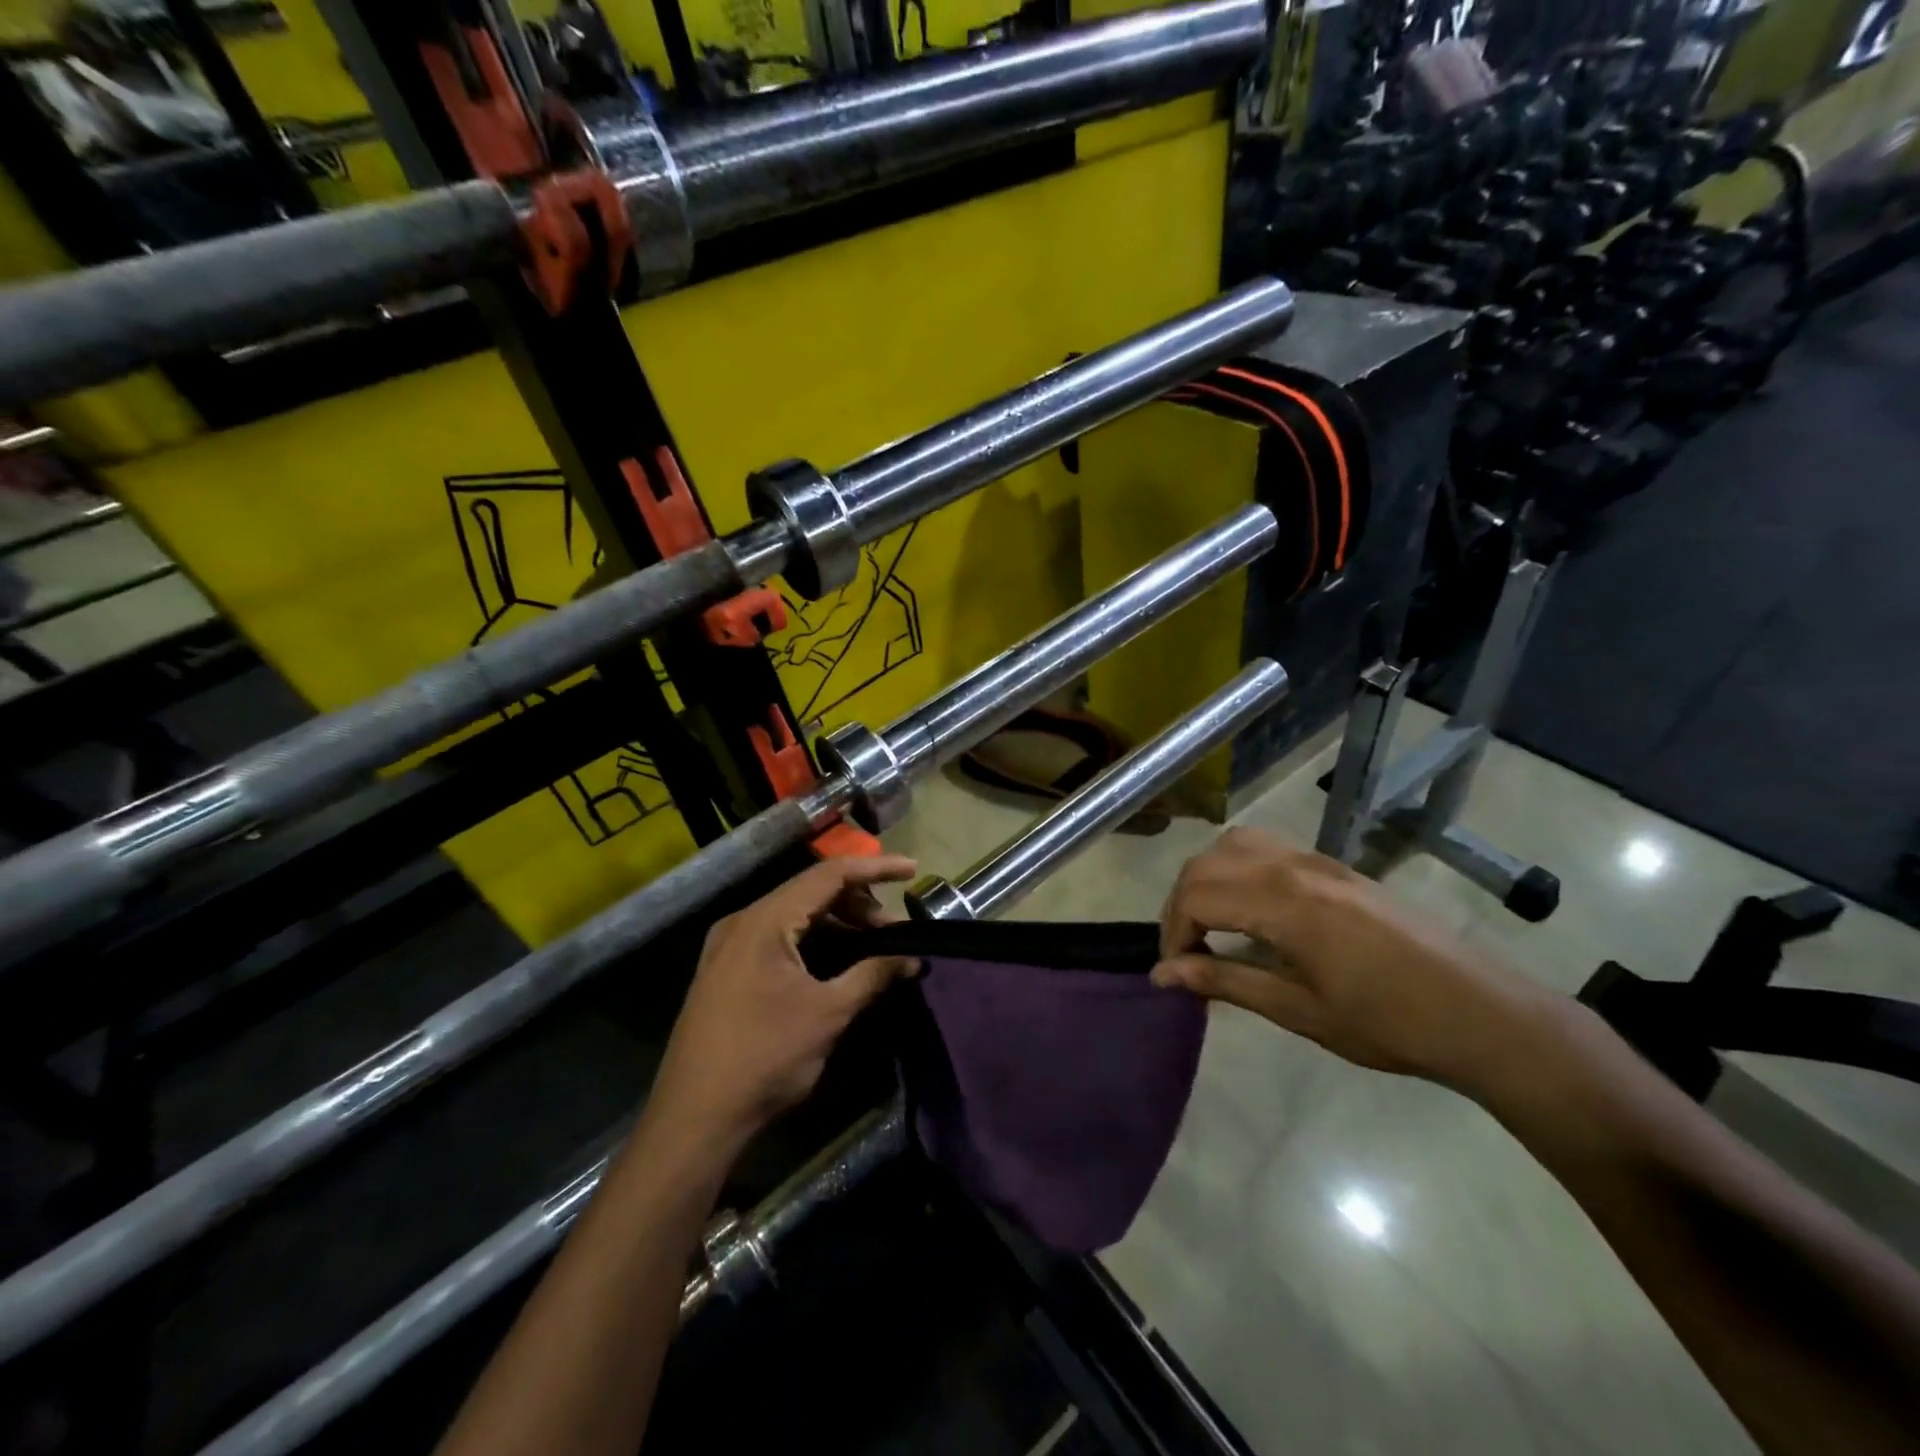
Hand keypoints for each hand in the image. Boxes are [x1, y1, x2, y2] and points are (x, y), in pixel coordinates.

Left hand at [649, 856, 920, 1145]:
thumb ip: (873, 976)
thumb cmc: (765, 1058)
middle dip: (859, 902)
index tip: (913, 870)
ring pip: (794, 914)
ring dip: (837, 922)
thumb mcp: (828, 1014)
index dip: (875, 868)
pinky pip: (777, 936)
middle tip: (894, 929)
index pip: (829, 874)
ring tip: (873, 945)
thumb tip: (913, 959)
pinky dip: (813, 939)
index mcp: (764, 920)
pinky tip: (837, 961)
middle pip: (810, 891)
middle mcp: (742, 921)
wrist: (694, 1119)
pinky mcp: (725, 969)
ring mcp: (729, 945)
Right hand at [1151, 828, 1551, 1088]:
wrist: (1482, 1013)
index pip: (1196, 896)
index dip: (1173, 933)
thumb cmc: (1390, 1024)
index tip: (1177, 973)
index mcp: (1284, 903)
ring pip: (1233, 844)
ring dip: (1207, 878)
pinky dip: (1236, 867)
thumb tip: (1162, 975)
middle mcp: (1293, 867)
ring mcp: (1316, 860)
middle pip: (1205, 864)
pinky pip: (1264, 847)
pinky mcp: (1333, 866)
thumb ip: (1226, 982)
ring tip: (1210, 925)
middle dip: (1180, 905)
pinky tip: (1250, 909)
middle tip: (1185, 954)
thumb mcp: (1300, 1011)